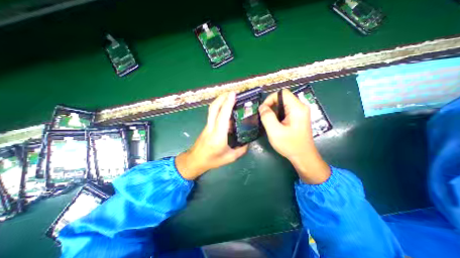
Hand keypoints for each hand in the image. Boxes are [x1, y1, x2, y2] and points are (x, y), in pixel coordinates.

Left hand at [175, 92, 247, 178]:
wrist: (195, 160)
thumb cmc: (212, 160)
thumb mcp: (230, 157)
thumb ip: (241, 149)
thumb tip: (247, 141)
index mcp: (218, 136)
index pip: (223, 116)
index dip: (228, 104)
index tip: (233, 94)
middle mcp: (211, 128)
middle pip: (214, 108)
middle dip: (222, 97)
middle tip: (232, 92)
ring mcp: (207, 126)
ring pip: (212, 109)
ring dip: (219, 101)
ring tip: (229, 97)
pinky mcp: (207, 126)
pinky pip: (213, 114)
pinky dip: (219, 107)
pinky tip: (225, 109)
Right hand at [258, 90, 330, 184]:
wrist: (303, 157)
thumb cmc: (290, 145)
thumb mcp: (275, 131)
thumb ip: (267, 117)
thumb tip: (262, 107)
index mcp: (297, 108)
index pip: (282, 93)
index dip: (270, 99)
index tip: (263, 110)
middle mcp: (300, 107)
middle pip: (282, 98)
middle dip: (271, 106)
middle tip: (264, 117)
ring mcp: (300, 112)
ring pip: (282, 104)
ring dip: (273, 111)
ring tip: (269, 122)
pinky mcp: (298, 117)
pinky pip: (285, 110)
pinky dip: (277, 115)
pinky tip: (275, 124)